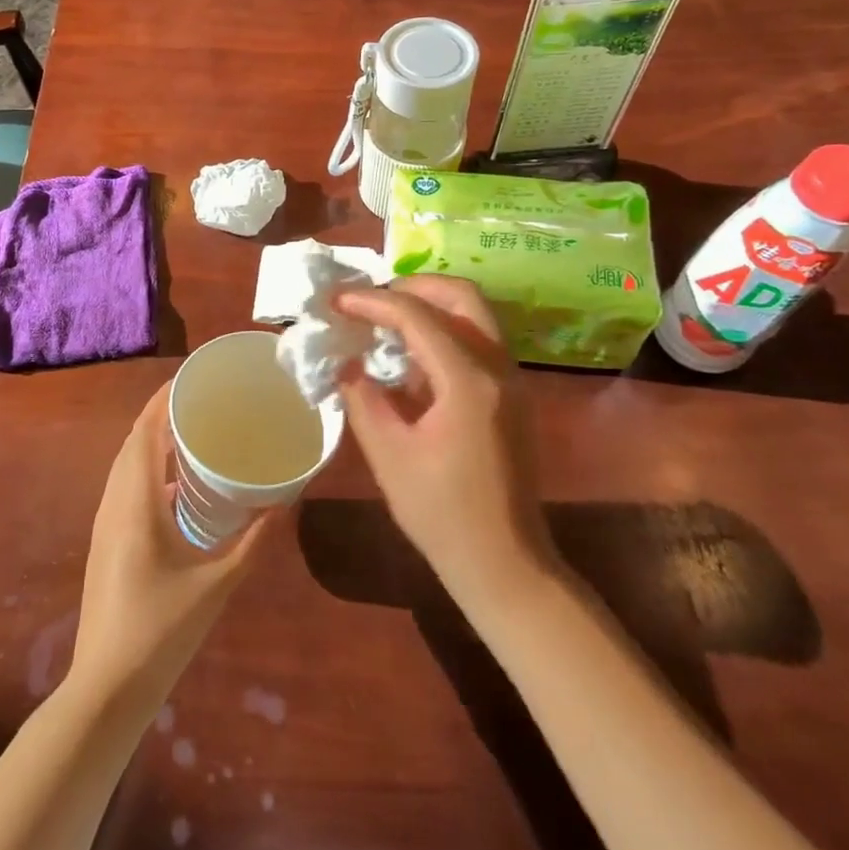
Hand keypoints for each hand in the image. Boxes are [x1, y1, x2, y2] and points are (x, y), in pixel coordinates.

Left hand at [70, 381, 278, 706]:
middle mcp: (115, 501)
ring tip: (196, 430)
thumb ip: (255, 540)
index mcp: (137, 501)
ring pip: (127, 463)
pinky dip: (149, 468)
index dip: (166, 398)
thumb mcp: (218, 584)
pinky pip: (126, 485)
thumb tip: (287, 499)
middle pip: (135, 440)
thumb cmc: (162, 631)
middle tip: (205, 400)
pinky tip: (180, 483)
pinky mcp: (107, 540)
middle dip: (164, 413)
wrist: (106, 688)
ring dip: (155, 440)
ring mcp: (106, 521)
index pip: (146, 430)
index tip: (197, 377)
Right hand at [334, 276, 551, 602]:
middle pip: (461, 295)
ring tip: (384, 320)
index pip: (417, 316)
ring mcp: (512, 379)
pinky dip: (444, 330)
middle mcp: (499, 367)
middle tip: (370, 299)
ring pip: (474, 314)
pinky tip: (410, 356)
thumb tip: (346, 362)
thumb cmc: (442, 515)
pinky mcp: (512, 394)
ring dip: (430, 305)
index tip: (336, 300)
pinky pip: (478, 339)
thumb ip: (362, 398)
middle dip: (412, 286)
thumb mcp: (389, 455)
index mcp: (468, 381)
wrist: (506, 563)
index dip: (372, 301)